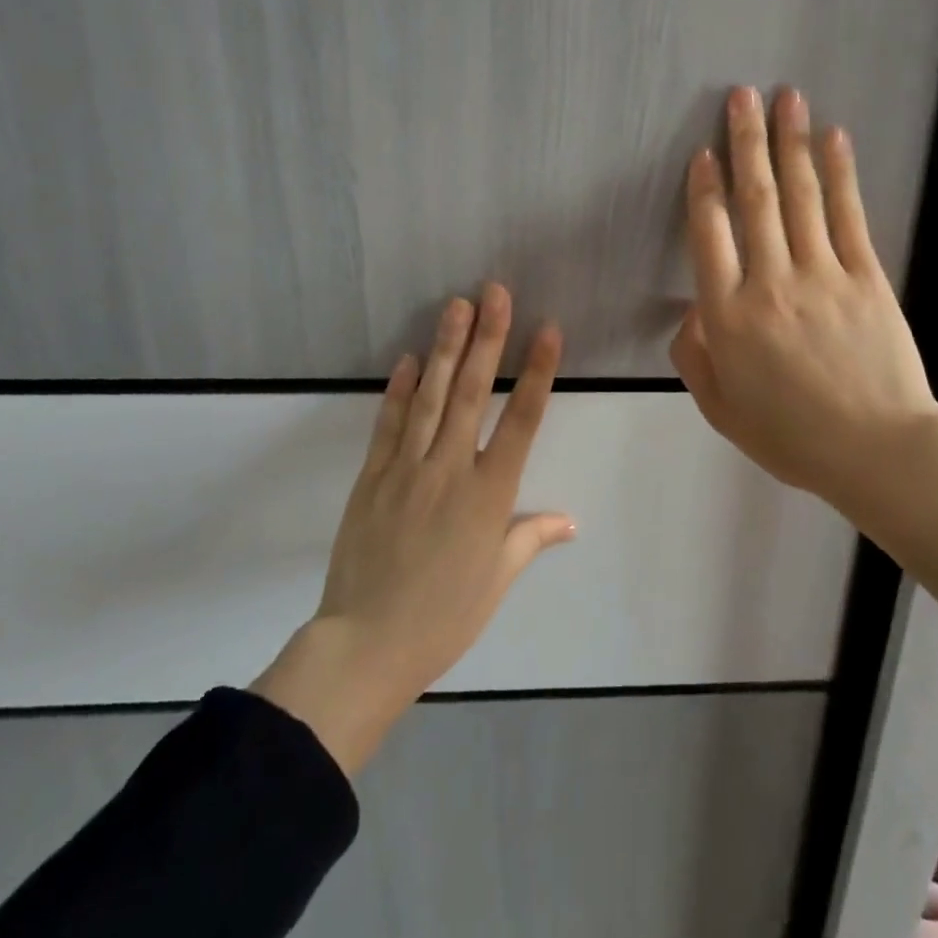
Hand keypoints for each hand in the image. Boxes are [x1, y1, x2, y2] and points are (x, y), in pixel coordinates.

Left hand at [251, 285, 574, 772]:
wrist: (366, 644)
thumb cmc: (445, 616)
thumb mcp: (497, 579)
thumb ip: (531, 538)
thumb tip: (570, 520)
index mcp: (490, 495)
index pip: (522, 420)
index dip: (537, 372)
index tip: (547, 330)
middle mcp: (450, 470)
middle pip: (474, 393)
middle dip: (488, 338)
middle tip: (495, 292)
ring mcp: (407, 469)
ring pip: (432, 397)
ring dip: (446, 348)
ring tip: (457, 305)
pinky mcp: (373, 477)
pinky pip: (389, 424)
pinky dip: (400, 389)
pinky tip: (410, 358)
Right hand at [670, 86, 937, 510]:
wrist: (876, 450)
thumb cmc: (791, 437)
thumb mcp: (721, 409)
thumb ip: (696, 356)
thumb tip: (694, 309)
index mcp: (728, 316)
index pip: (709, 235)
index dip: (704, 188)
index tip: (704, 153)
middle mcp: (770, 282)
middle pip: (754, 199)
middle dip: (745, 142)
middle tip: (741, 95)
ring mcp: (822, 274)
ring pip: (800, 195)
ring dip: (790, 143)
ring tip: (784, 98)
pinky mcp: (866, 276)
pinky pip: (848, 215)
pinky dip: (840, 174)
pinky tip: (834, 139)